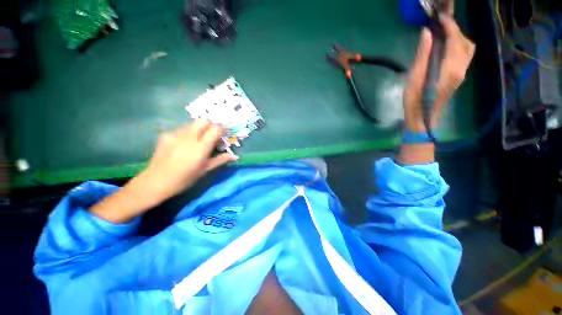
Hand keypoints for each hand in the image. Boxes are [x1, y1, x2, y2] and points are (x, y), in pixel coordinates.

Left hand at [90, 121, 236, 222]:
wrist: (155, 182)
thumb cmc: (185, 179)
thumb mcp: (205, 170)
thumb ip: (221, 160)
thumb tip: (235, 156)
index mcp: (200, 147)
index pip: (215, 129)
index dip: (222, 128)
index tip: (224, 134)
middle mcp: (189, 137)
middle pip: (203, 121)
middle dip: (211, 125)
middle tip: (212, 136)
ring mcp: (175, 134)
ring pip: (192, 124)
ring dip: (200, 129)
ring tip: (198, 141)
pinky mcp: (166, 135)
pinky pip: (182, 129)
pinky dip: (188, 133)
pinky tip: (184, 144)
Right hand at [403, 15, 474, 131]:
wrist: (423, 117)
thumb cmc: (414, 100)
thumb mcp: (414, 78)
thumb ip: (422, 55)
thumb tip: (427, 33)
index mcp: (449, 68)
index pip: (455, 40)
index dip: (449, 26)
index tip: (440, 17)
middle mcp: (461, 68)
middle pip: (465, 42)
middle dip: (455, 30)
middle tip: (440, 25)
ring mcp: (462, 73)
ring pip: (468, 48)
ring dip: (458, 37)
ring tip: (443, 34)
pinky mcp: (459, 76)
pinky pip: (465, 55)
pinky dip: (459, 45)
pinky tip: (447, 46)